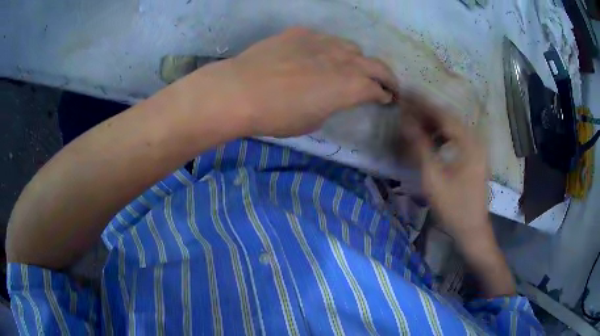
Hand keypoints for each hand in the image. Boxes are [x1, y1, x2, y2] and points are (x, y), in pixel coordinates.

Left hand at [197, 27, 397, 136]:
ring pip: (351, 47)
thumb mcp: (313, 121)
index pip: (377, 89)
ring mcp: (322, 42)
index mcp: (350, 87)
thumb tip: (334, 96)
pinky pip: (323, 39)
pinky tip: (316, 56)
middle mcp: (343, 60)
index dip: (384, 94)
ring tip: (350, 66)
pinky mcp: (301, 33)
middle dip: (386, 76)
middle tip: (386, 83)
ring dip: (357, 59)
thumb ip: (332, 105)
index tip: (386, 98)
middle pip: (376, 64)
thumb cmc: (277, 116)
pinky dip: (328, 49)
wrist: (240, 91)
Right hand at [400, 91, 488, 241]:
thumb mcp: (433, 177)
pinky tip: (429, 139)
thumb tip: (406, 121)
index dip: (422, 103)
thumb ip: (420, 146)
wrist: (471, 229)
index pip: (443, 114)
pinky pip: (455, 139)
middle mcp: (475, 140)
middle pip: (448, 118)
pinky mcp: (473, 158)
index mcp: (468, 142)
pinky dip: (441, 135)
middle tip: (406, 106)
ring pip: (452, 128)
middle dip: (426, 111)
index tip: (405, 93)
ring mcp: (476, 149)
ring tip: (414, 121)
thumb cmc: (453, 206)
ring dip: (433, 123)